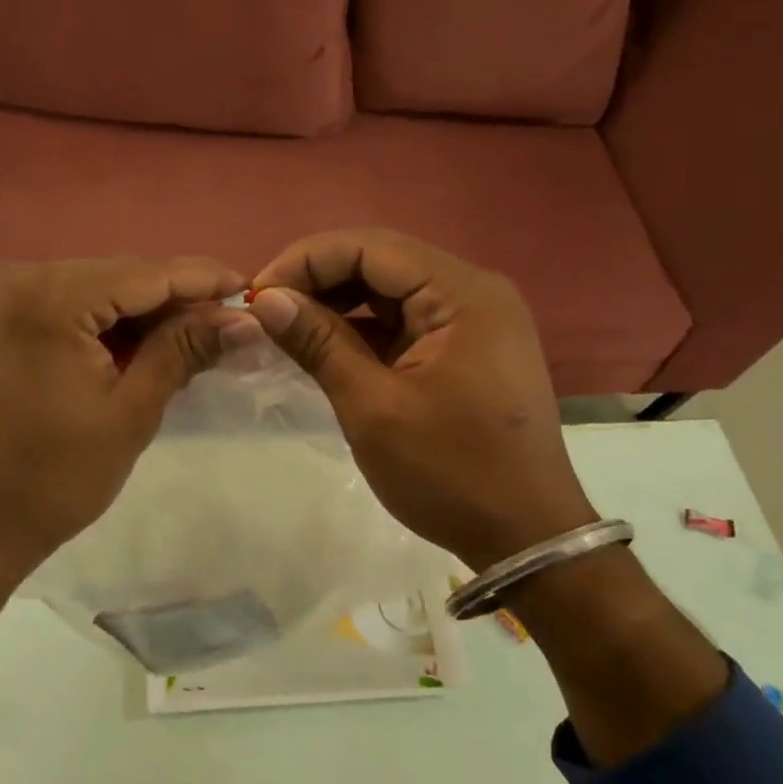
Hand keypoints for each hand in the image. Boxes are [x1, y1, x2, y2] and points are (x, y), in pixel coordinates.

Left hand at [0, 255, 245, 585]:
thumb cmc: (52, 481)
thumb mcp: (130, 413)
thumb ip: (184, 350)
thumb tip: (243, 318)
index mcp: (47, 298)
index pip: (146, 273)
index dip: (204, 280)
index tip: (252, 290)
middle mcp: (14, 275)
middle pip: (118, 276)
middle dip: (173, 300)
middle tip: (226, 327)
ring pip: (93, 288)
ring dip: (139, 313)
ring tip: (188, 342)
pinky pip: (63, 303)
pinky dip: (102, 322)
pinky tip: (134, 347)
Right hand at [245, 229, 595, 569]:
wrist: (525, 536)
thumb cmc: (450, 472)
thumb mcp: (373, 407)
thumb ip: (319, 343)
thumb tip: (266, 301)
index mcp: (462, 293)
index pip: (371, 247)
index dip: (306, 261)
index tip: (257, 295)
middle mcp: (473, 292)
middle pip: (382, 262)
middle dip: (318, 280)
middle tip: (266, 312)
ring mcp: (474, 320)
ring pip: (391, 292)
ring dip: (337, 304)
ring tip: (286, 328)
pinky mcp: (467, 348)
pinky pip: (405, 322)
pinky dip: (362, 331)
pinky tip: (324, 346)